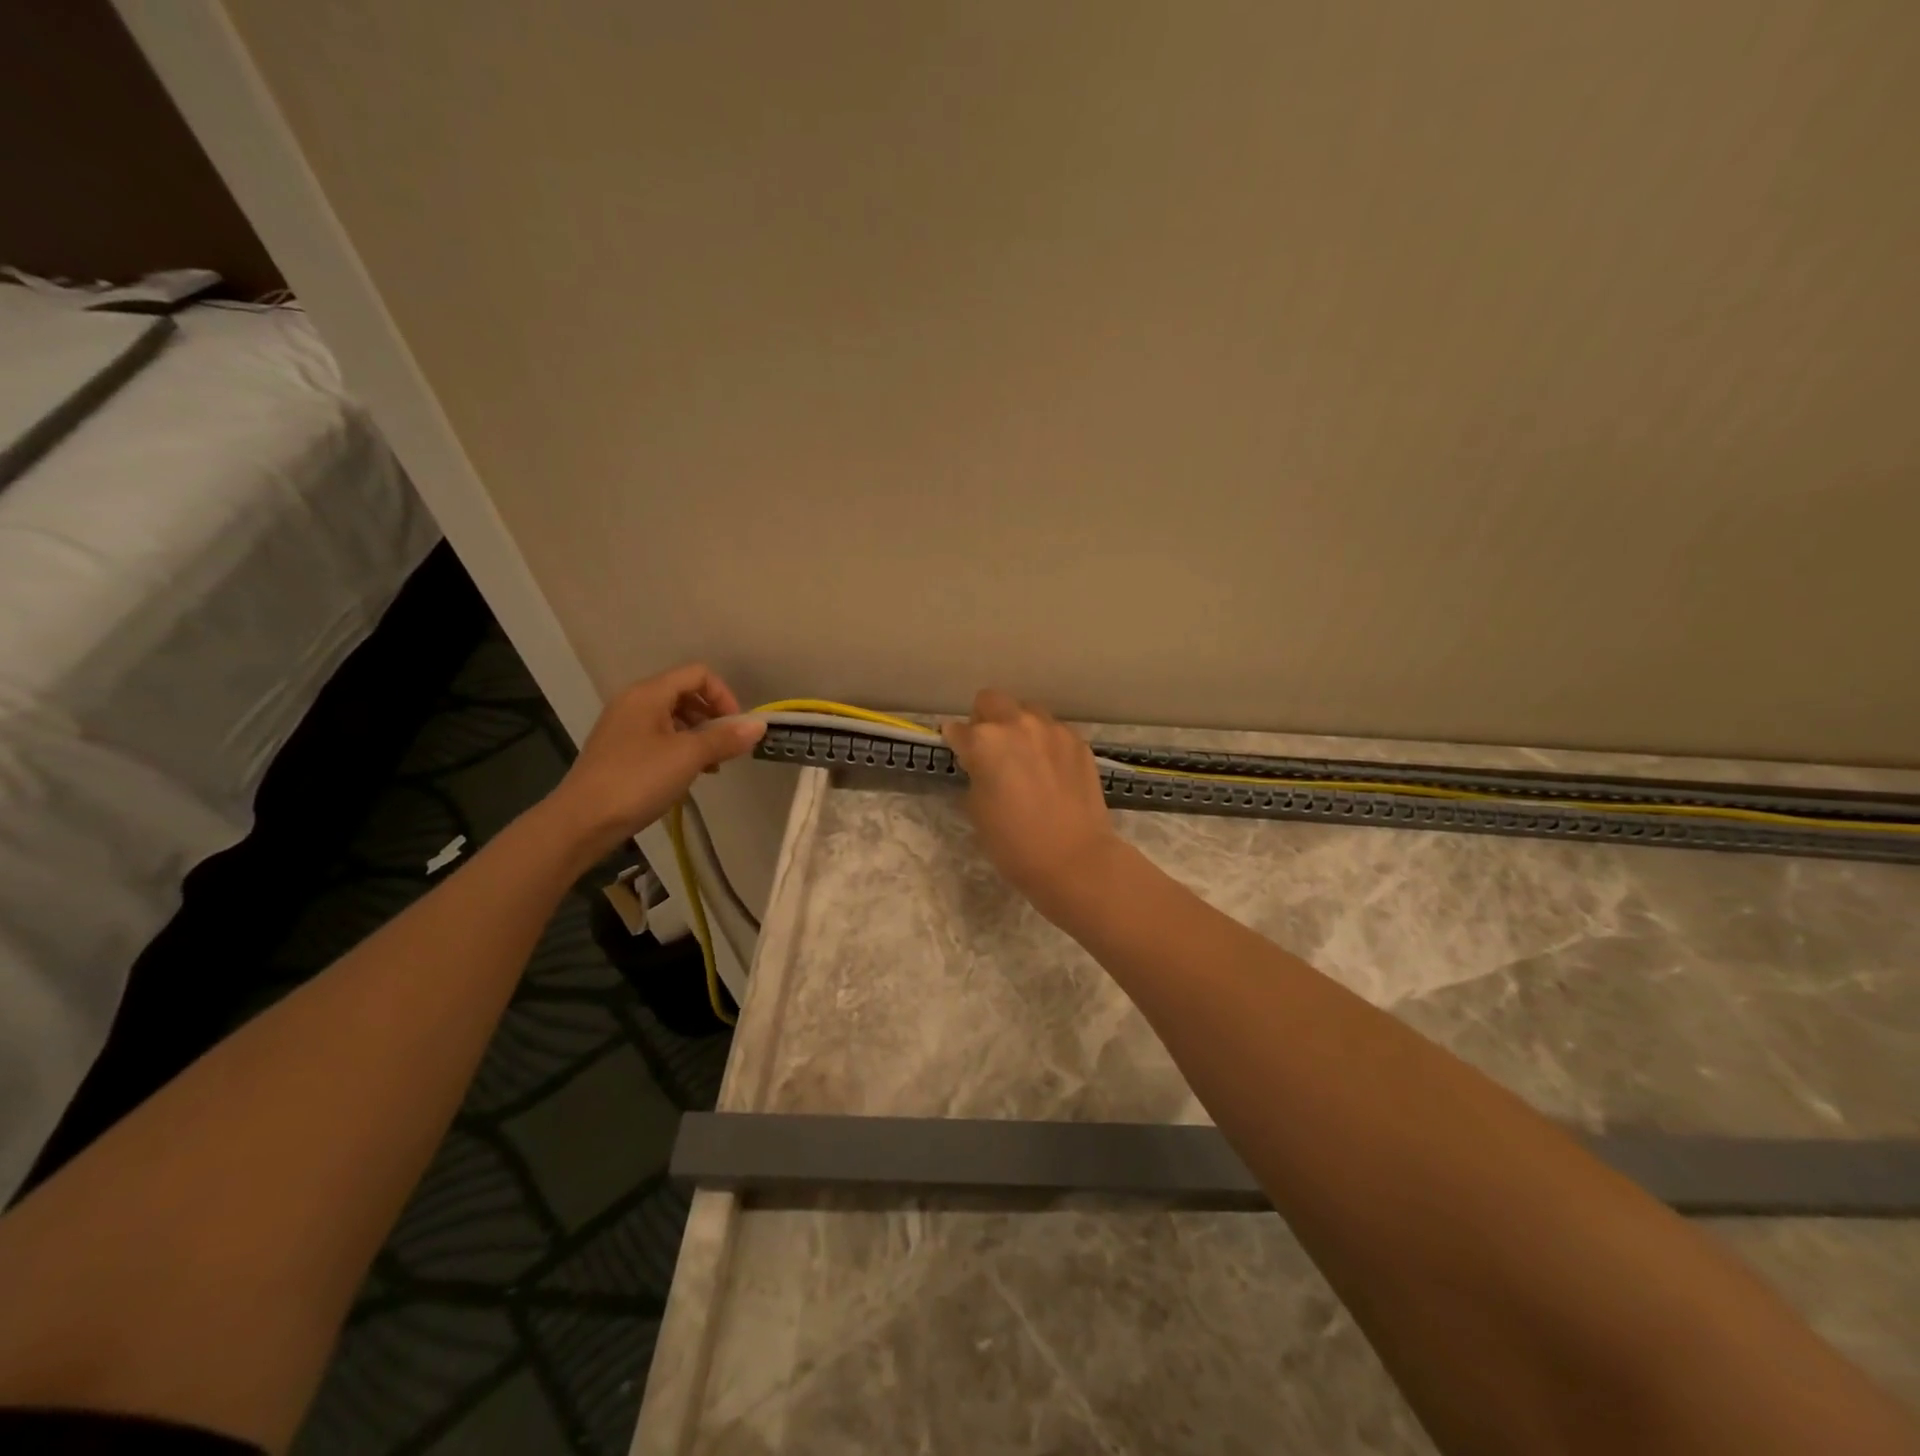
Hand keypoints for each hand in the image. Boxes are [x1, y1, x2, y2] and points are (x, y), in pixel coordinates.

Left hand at [540, 664, 764, 859]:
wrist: (582, 821)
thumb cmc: (637, 780)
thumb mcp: (688, 757)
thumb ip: (725, 738)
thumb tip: (760, 725)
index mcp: (649, 694)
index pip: (698, 675)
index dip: (724, 696)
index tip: (736, 729)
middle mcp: (634, 702)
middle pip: (685, 694)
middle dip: (713, 717)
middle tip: (727, 748)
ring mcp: (624, 727)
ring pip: (673, 718)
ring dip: (699, 736)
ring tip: (711, 766)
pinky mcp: (620, 751)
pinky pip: (659, 738)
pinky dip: (680, 749)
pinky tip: (687, 776)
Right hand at [941, 689, 1119, 912]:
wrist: (1074, 858)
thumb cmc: (1014, 842)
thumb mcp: (976, 808)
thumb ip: (975, 773)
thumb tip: (979, 762)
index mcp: (985, 741)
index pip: (958, 729)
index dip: (956, 743)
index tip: (961, 755)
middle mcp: (1018, 724)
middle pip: (992, 701)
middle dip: (985, 720)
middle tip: (990, 750)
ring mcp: (1053, 730)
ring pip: (1027, 711)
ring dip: (1019, 727)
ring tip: (1025, 758)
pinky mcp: (1078, 742)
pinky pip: (1054, 731)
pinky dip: (1046, 743)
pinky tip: (1051, 771)